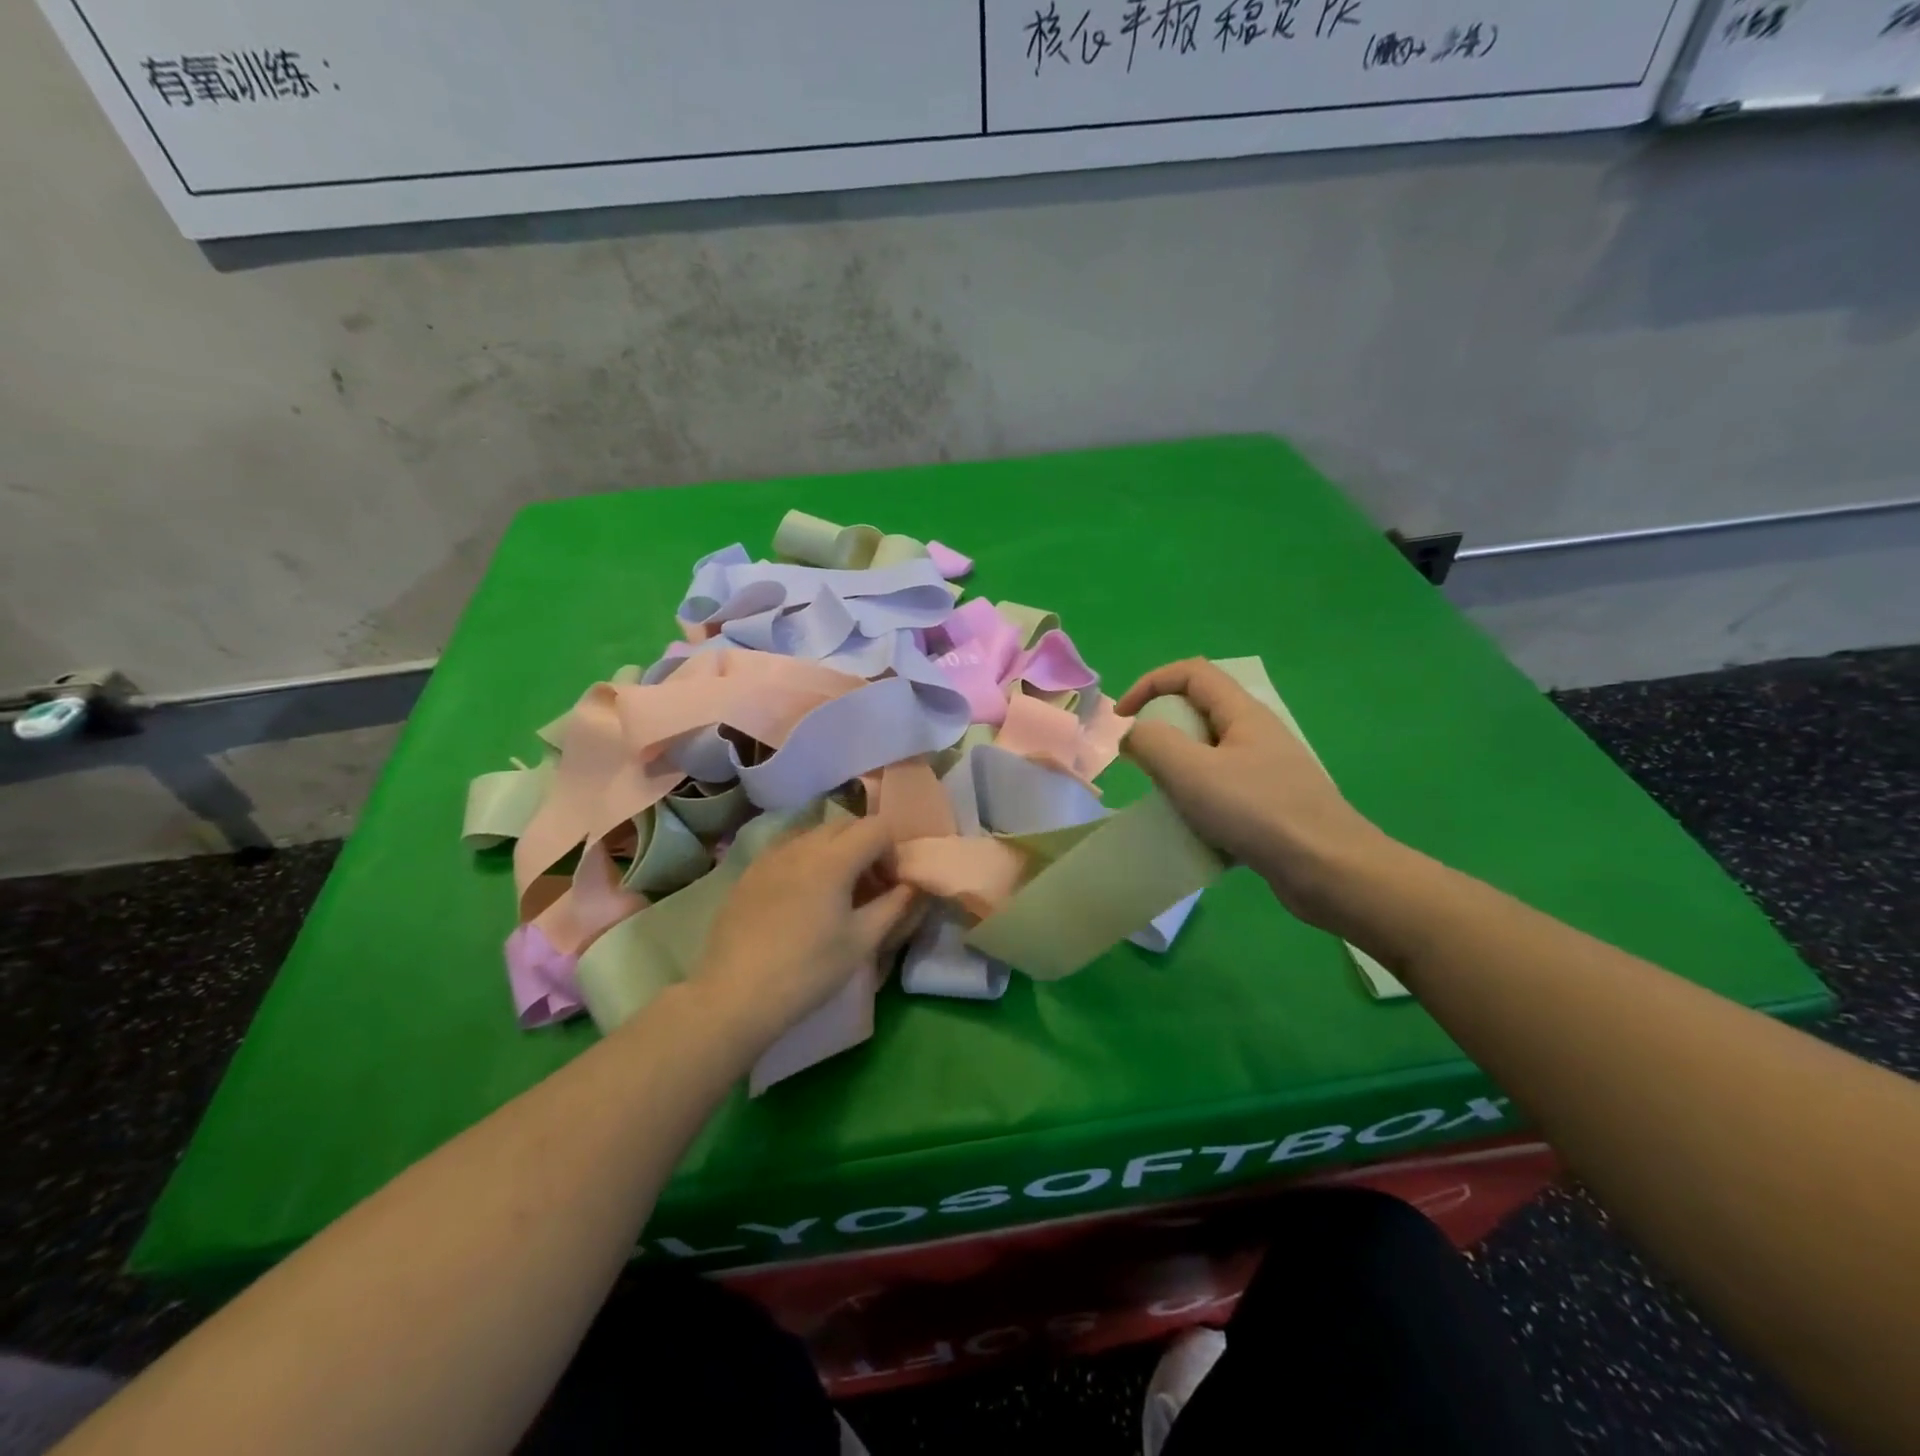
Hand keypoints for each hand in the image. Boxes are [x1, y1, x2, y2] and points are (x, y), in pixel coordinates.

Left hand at [689, 818, 921, 1054]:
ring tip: (836, 894)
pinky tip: (802, 900)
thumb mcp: (862, 941)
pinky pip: (788, 850)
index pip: (877, 827)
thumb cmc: (808, 970)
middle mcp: (801, 844)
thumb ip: (894, 906)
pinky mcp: (749, 872)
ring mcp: (770, 856)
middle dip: (867, 848)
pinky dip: (807, 862)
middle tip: (870, 889)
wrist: (735, 996)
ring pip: (815, 835)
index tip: (891, 886)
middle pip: (846, 825)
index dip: (893, 851)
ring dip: (837, 852)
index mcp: (833, 857)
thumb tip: (913, 885)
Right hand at [1118, 659, 1393, 934]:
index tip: (1122, 717)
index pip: (1191, 673)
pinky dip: (1199, 798)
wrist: (1328, 870)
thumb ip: (1153, 743)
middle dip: (1163, 729)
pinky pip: (1223, 787)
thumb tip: (1134, 735)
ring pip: (1210, 753)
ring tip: (1165, 798)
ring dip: (1179, 768)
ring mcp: (1268, 770)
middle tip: (1143, 762)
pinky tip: (1194, 827)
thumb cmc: (1257, 812)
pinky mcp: (1271, 804)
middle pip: (1200, 711)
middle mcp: (1258, 734)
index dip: (1150, 683)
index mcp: (1243, 713)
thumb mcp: (1191, 771)